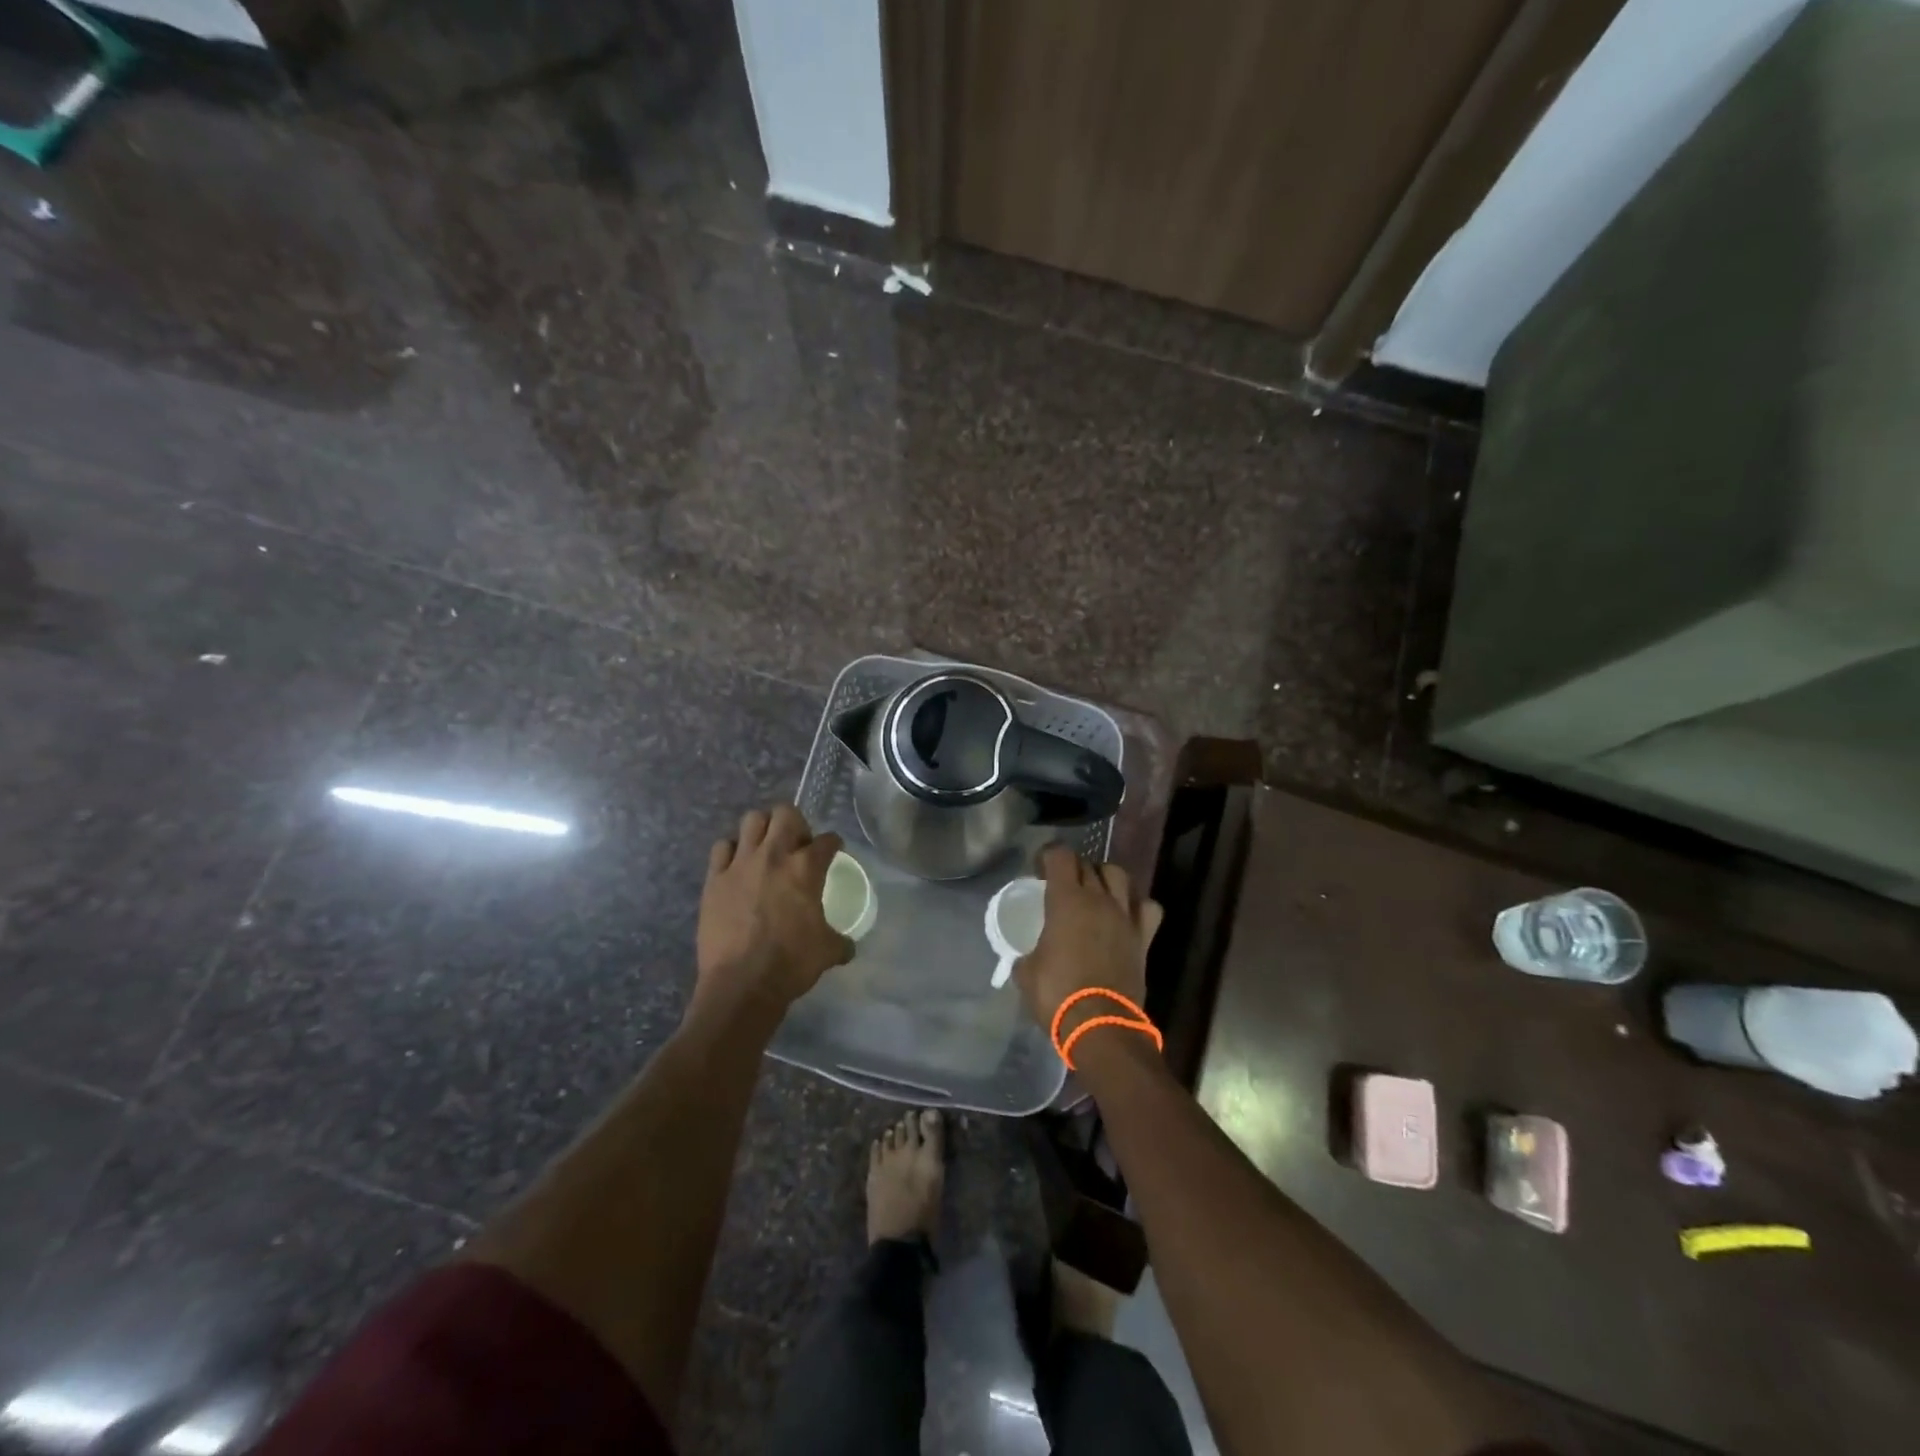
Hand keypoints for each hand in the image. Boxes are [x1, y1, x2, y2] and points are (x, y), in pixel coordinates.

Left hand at [696, 805, 850, 1013]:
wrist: (742, 984)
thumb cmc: (791, 964)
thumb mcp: (828, 951)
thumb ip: (840, 941)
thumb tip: (848, 946)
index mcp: (806, 868)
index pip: (827, 840)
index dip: (833, 843)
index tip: (832, 849)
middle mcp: (774, 856)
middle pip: (785, 813)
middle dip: (795, 823)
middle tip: (797, 844)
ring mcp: (740, 864)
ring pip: (751, 820)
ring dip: (762, 829)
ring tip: (766, 848)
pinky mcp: (714, 878)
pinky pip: (721, 847)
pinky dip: (731, 851)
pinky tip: (737, 866)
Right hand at [1013, 845, 1163, 1040]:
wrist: (1101, 1025)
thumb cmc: (1057, 994)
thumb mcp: (1026, 972)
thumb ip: (1026, 954)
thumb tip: (1027, 956)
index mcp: (1066, 900)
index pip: (1060, 855)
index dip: (1048, 855)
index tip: (1039, 869)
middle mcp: (1099, 899)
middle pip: (1088, 864)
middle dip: (1072, 868)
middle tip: (1061, 885)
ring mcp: (1125, 916)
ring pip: (1120, 876)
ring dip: (1105, 877)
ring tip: (1095, 891)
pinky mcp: (1144, 937)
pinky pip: (1148, 907)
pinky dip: (1137, 905)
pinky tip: (1126, 914)